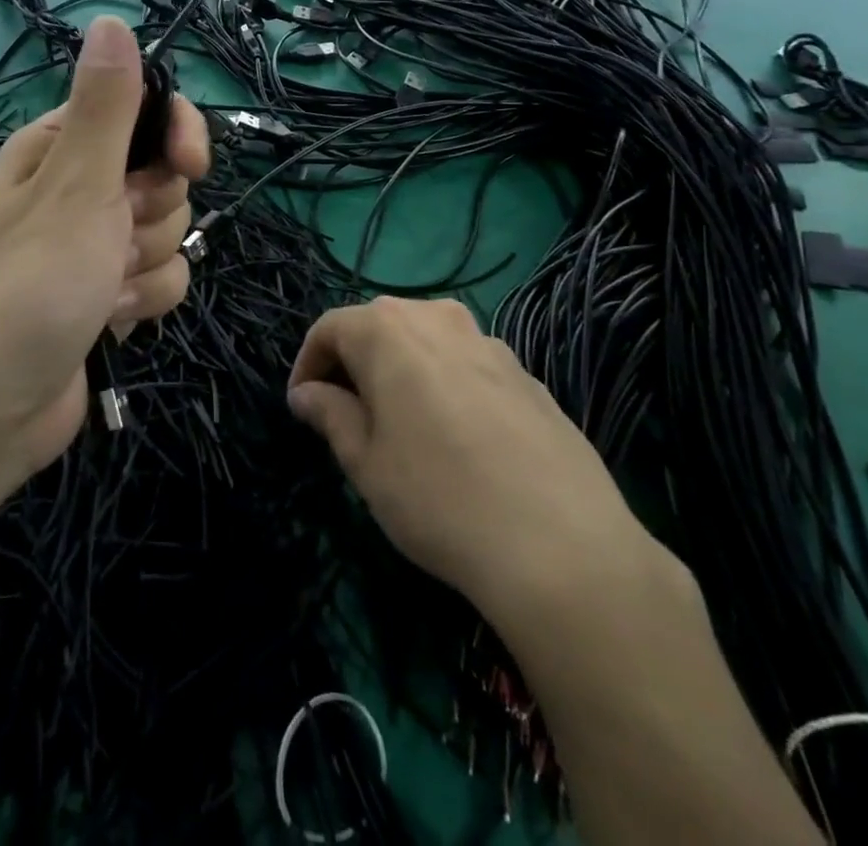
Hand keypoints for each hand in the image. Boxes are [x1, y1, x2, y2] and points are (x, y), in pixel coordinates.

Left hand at [0, 16, 208, 487]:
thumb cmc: (34, 285)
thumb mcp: (75, 186)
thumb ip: (106, 107)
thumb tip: (113, 22)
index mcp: (58, 147)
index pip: (142, 109)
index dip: (175, 134)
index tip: (189, 165)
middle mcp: (77, 187)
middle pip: (164, 175)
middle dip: (150, 215)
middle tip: (111, 241)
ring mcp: (95, 241)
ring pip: (169, 229)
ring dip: (146, 265)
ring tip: (102, 290)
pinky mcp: (110, 289)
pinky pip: (163, 275)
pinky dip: (143, 300)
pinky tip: (108, 321)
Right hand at [288, 297, 667, 640]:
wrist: (565, 548)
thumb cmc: (439, 499)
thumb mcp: (365, 463)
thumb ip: (330, 415)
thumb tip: (307, 393)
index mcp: (388, 330)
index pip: (329, 328)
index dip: (308, 364)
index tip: (302, 406)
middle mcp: (439, 319)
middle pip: (379, 327)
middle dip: (354, 364)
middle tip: (345, 415)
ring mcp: (490, 343)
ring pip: (426, 344)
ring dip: (401, 372)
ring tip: (400, 426)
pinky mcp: (528, 375)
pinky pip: (467, 366)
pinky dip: (445, 386)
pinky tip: (457, 440)